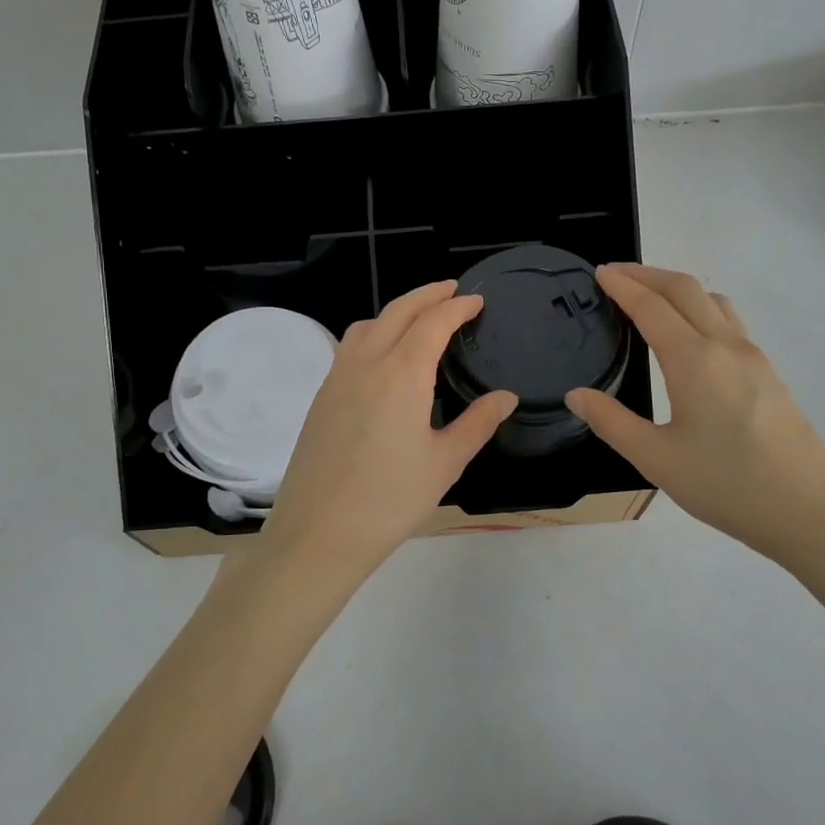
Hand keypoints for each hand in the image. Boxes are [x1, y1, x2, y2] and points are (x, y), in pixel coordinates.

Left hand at [260, 281, 516, 590]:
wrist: (319, 533)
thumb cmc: (390, 500)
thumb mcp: (445, 463)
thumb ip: (478, 423)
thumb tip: (505, 397)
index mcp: (402, 374)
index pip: (432, 323)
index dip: (457, 307)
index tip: (476, 300)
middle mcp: (366, 364)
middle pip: (397, 311)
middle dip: (426, 295)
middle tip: (451, 291)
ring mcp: (337, 378)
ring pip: (367, 325)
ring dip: (396, 311)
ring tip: (418, 320)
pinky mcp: (320, 398)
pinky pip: (349, 348)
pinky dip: (373, 334)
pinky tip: (384, 358)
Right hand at [566, 263, 824, 565]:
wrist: (809, 512)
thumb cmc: (727, 485)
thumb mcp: (656, 459)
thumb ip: (612, 422)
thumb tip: (577, 395)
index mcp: (694, 361)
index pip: (651, 306)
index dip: (623, 285)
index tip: (599, 273)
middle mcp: (726, 346)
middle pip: (686, 288)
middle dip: (648, 274)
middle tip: (616, 275)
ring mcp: (754, 357)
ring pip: (713, 300)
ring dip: (678, 288)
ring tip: (650, 299)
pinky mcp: (769, 373)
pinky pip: (730, 321)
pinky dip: (700, 308)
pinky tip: (690, 336)